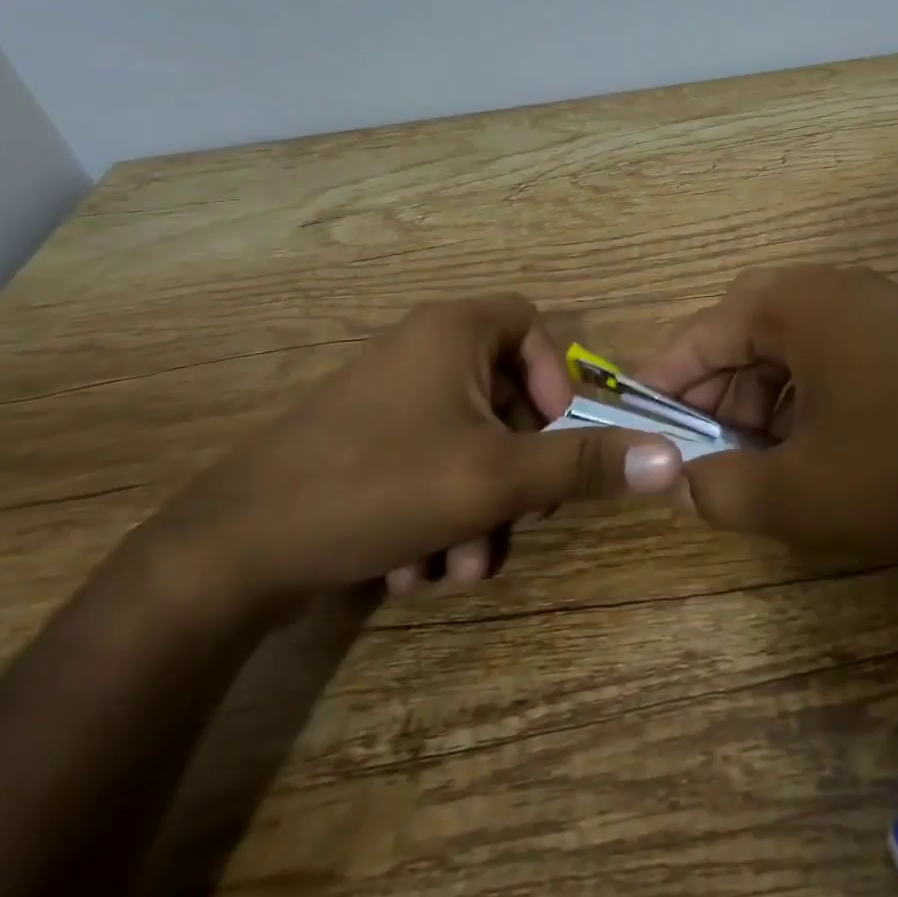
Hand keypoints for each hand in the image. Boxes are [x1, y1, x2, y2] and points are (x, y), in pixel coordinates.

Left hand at [173, 295, 682, 606]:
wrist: (225, 556)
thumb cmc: (377, 487)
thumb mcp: (496, 479)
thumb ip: (584, 464)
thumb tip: (672, 457)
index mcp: (454, 332)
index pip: (533, 325)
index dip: (556, 378)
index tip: (552, 435)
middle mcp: (422, 351)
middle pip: (507, 400)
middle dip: (515, 476)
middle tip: (511, 525)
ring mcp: (388, 400)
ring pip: (469, 446)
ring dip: (477, 513)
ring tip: (453, 569)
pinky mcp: (363, 445)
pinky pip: (428, 466)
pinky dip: (436, 516)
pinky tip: (410, 571)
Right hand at [637, 265, 897, 560]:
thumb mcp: (796, 495)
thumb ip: (717, 489)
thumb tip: (682, 478)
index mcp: (796, 302)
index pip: (704, 332)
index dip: (664, 379)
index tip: (636, 418)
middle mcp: (832, 285)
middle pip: (745, 332)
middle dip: (716, 394)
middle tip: (699, 452)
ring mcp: (874, 303)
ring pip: (789, 345)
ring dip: (761, 398)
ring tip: (755, 460)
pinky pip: (829, 352)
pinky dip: (803, 394)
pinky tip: (809, 446)